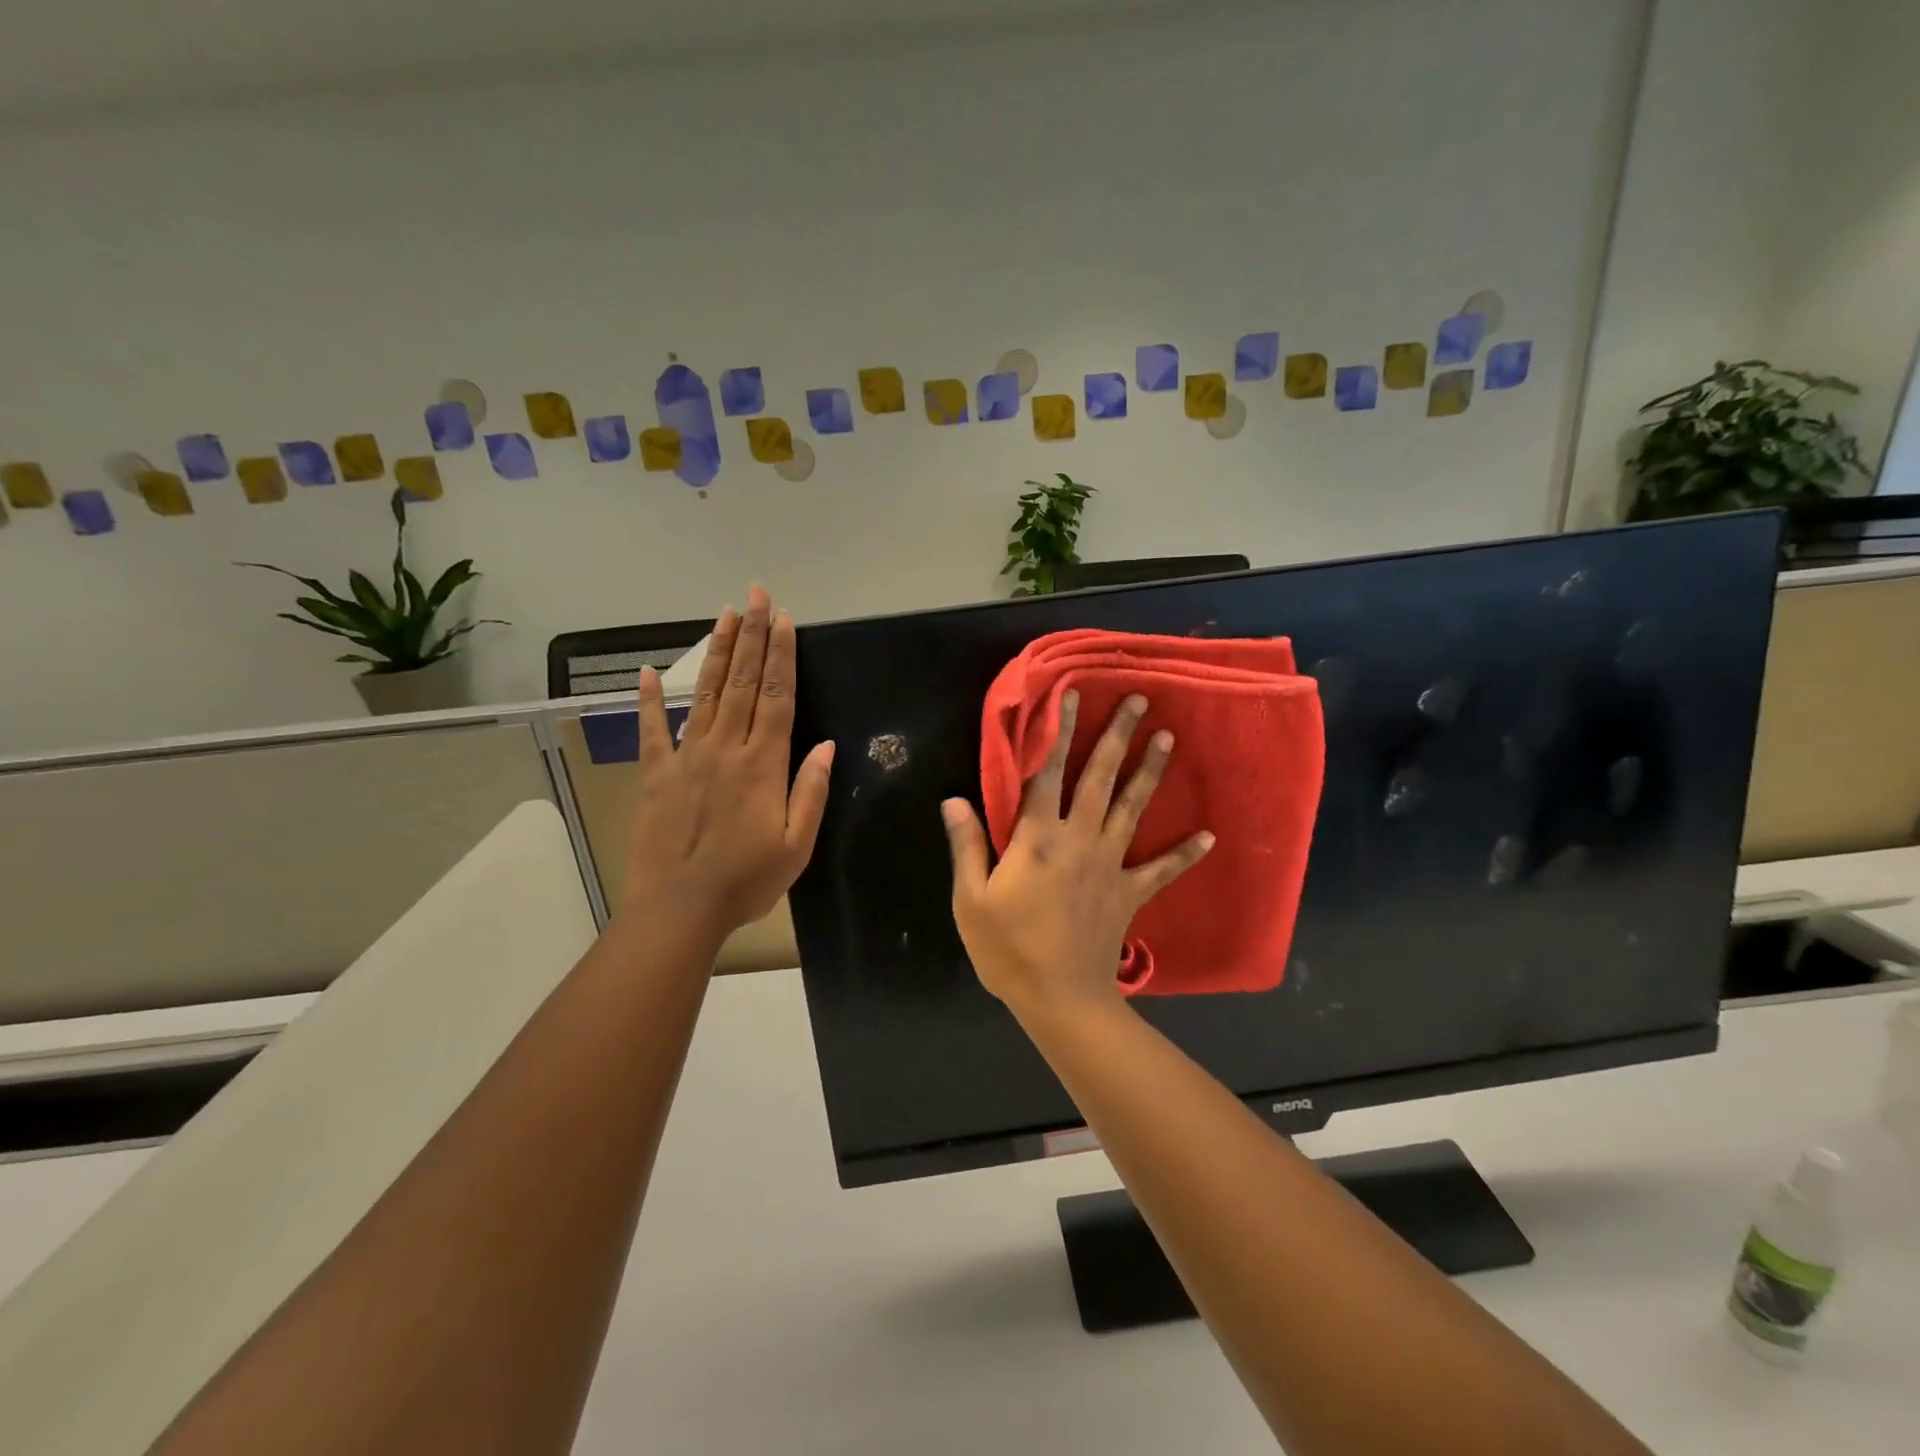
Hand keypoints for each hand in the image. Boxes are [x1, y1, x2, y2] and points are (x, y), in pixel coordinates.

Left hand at [621, 585, 834, 946]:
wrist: (679, 908)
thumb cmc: (746, 880)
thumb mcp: (797, 845)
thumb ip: (811, 791)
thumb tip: (827, 745)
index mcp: (763, 764)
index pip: (778, 697)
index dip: (783, 656)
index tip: (785, 620)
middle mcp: (725, 748)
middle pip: (744, 682)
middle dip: (753, 636)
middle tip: (758, 595)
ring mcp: (687, 757)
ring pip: (707, 693)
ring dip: (719, 652)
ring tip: (726, 614)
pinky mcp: (656, 774)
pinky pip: (652, 729)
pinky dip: (650, 699)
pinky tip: (649, 671)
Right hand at [941, 691, 1212, 1018]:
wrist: (1059, 998)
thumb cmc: (1008, 948)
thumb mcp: (971, 899)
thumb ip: (967, 845)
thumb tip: (953, 799)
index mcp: (1038, 837)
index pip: (1048, 772)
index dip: (1058, 732)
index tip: (1072, 696)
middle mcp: (1079, 839)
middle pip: (1100, 778)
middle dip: (1118, 736)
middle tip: (1140, 701)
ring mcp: (1110, 864)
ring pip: (1132, 808)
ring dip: (1151, 772)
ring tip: (1169, 738)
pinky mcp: (1129, 892)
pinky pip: (1161, 869)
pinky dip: (1185, 854)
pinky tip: (1208, 835)